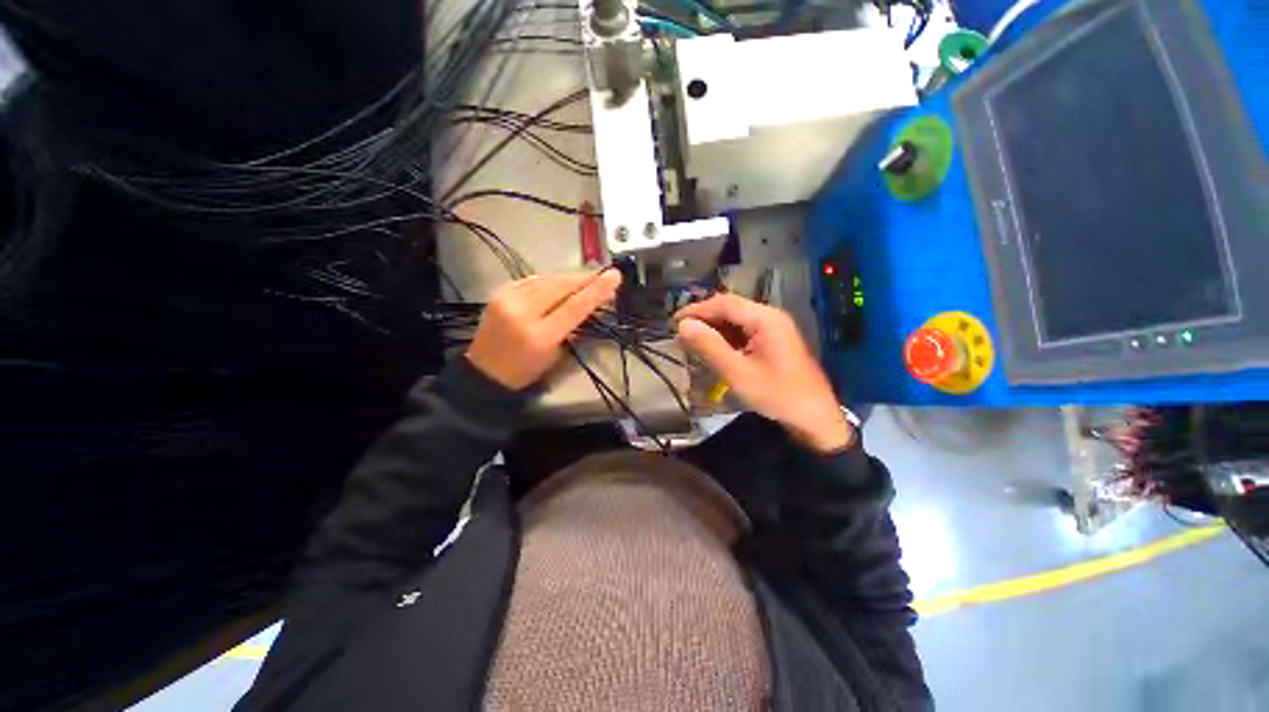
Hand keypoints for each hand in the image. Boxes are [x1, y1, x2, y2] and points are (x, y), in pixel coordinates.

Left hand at [466, 270, 621, 389]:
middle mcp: (522, 313)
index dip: (596, 290)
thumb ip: (573, 329)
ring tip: (586, 277)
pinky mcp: (499, 292)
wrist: (484, 371)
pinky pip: (532, 279)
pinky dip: (550, 279)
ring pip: (546, 279)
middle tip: (603, 275)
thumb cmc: (525, 370)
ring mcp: (507, 299)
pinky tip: (561, 281)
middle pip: (560, 286)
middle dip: (584, 278)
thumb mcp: (555, 355)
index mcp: (540, 336)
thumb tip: (590, 305)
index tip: (614, 276)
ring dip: (569, 277)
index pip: (574, 307)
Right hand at [676, 294, 853, 453]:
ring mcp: (774, 328)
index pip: (724, 303)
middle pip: (730, 309)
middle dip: (704, 319)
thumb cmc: (776, 394)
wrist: (814, 417)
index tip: (674, 322)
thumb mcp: (737, 372)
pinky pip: (744, 332)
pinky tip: (714, 349)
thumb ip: (710, 347)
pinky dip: (726, 338)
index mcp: (765, 319)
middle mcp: (770, 317)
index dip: (697, 310)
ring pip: (736, 320)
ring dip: (714, 329)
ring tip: (693, 342)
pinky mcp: (773, 341)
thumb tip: (683, 326)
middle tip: (682, 334)